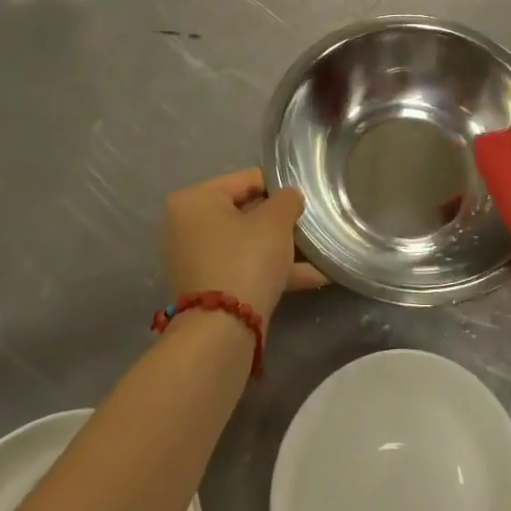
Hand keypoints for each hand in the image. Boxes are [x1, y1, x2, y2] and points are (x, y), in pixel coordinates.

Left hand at [164, 168, 325, 324]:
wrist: (223, 331)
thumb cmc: (246, 259)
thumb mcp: (276, 220)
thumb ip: (287, 199)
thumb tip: (289, 198)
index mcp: (196, 199)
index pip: (249, 179)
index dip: (282, 187)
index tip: (307, 198)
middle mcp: (188, 226)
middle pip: (249, 212)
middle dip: (283, 221)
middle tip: (314, 225)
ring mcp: (198, 259)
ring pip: (250, 243)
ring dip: (284, 247)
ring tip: (321, 251)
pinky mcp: (210, 287)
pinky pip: (247, 267)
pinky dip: (275, 269)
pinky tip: (314, 276)